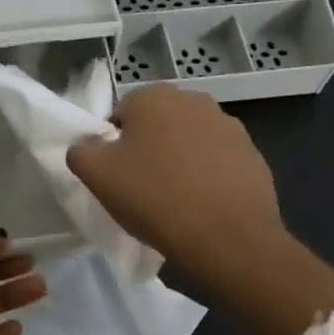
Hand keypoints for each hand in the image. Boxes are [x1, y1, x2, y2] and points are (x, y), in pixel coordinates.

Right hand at [66, 86, 283, 281]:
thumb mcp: (96, 175)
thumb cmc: (154, 198)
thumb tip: (88, 144)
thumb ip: (81, 150)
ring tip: (175, 200)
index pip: (120, 115)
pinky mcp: (252, 154)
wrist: (228, 238)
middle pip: (157, 124)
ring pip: (189, 141)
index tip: (118, 177)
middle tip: (143, 188)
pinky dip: (208, 176)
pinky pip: (217, 161)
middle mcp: (193, 99)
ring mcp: (228, 126)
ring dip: (180, 161)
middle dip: (149, 149)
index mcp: (153, 96)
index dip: (114, 147)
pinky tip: (203, 205)